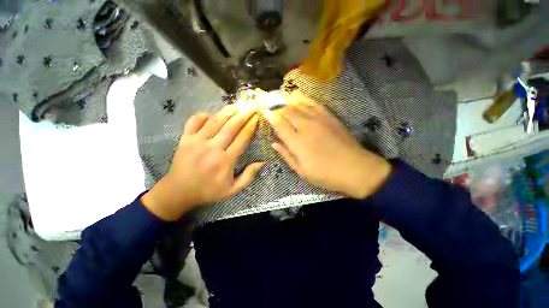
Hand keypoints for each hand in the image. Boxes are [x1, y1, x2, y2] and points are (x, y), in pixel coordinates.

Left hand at [141, 105, 263, 220]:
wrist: (179, 192)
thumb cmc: (209, 191)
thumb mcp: (232, 190)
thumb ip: (248, 176)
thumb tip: (262, 162)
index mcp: (225, 161)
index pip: (242, 139)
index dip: (251, 126)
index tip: (257, 117)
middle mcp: (213, 148)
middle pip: (231, 127)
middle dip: (243, 115)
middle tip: (251, 106)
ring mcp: (197, 141)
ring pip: (215, 121)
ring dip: (228, 111)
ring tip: (237, 105)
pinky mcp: (185, 139)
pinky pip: (194, 121)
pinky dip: (203, 115)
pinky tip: (212, 114)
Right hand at [261, 92, 391, 198]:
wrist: (355, 169)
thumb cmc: (325, 174)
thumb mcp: (302, 171)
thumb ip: (286, 155)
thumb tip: (274, 143)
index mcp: (297, 142)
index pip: (279, 124)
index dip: (269, 116)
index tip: (263, 110)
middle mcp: (306, 127)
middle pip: (288, 111)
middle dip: (277, 107)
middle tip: (271, 105)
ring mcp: (319, 120)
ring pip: (300, 104)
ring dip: (289, 100)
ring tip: (281, 98)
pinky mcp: (330, 117)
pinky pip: (314, 103)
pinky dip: (304, 99)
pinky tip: (299, 98)